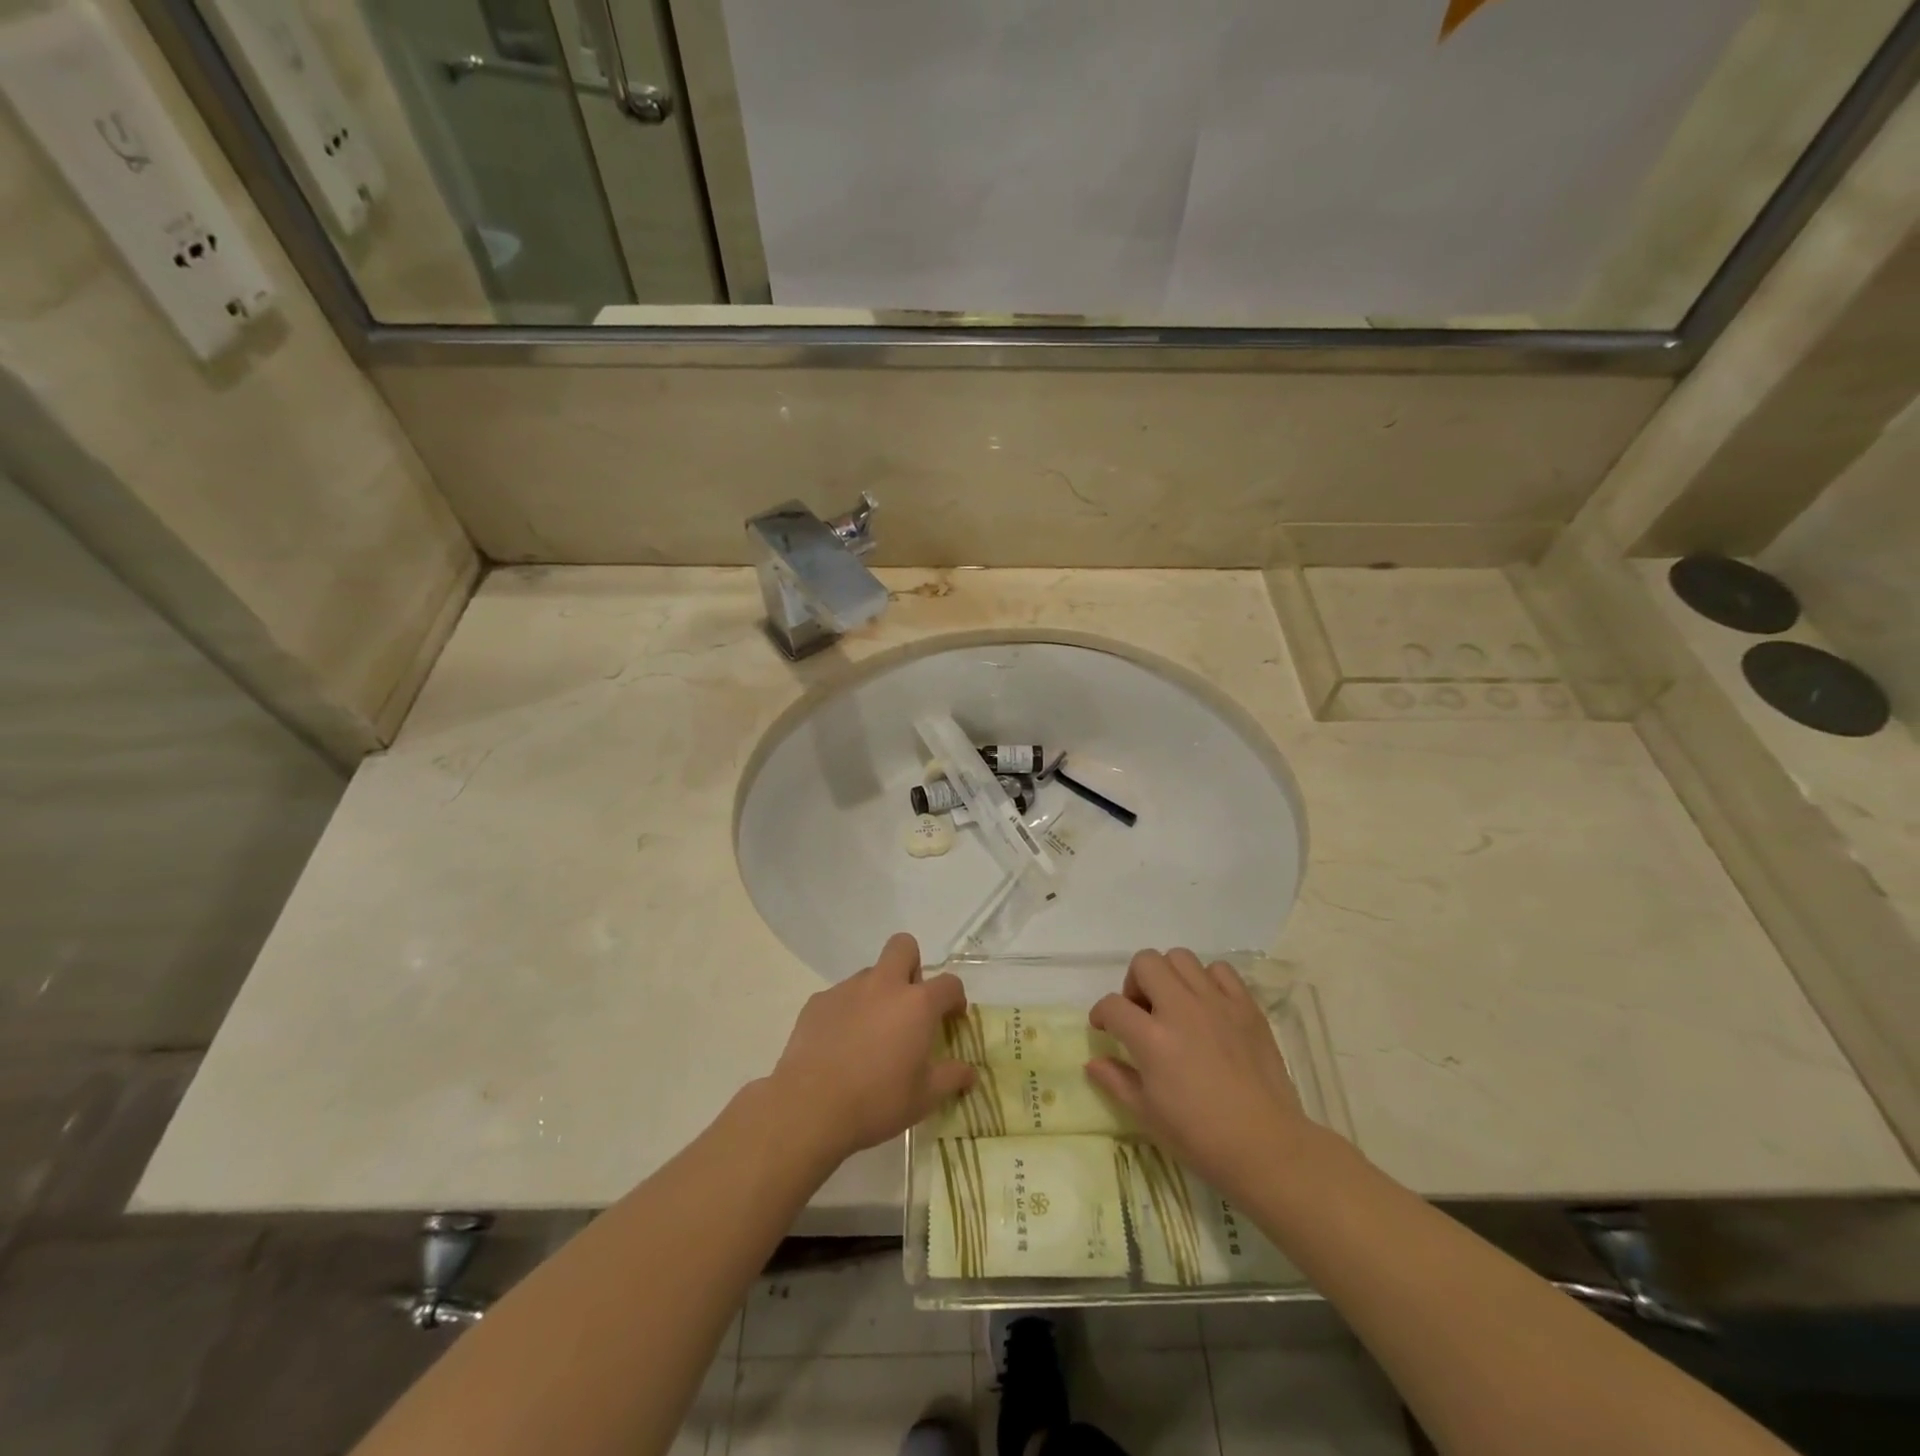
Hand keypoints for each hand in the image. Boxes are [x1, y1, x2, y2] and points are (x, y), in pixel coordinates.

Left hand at [769, 933, 975, 1166]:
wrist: (810, 1107)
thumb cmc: (877, 1101)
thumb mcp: (924, 1098)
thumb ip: (952, 1078)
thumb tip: (971, 1073)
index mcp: (917, 1004)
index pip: (949, 983)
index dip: (955, 999)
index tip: (952, 1019)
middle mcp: (884, 985)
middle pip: (903, 947)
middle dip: (912, 966)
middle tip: (910, 1004)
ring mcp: (847, 989)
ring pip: (870, 974)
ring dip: (878, 993)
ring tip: (871, 1034)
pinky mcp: (818, 1001)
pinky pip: (840, 996)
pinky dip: (847, 1012)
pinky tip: (841, 1045)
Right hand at [1088, 949, 1316, 1200]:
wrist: (1267, 1146)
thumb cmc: (1200, 1137)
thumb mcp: (1147, 1114)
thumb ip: (1116, 1080)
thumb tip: (1093, 1062)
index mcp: (1152, 1038)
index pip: (1113, 1005)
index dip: (1101, 1014)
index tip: (1104, 1027)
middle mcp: (1181, 1009)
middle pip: (1145, 963)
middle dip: (1134, 983)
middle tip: (1142, 1012)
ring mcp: (1216, 1003)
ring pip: (1181, 958)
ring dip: (1169, 976)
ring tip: (1174, 1005)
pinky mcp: (1246, 1006)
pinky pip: (1220, 970)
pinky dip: (1208, 981)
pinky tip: (1208, 1006)